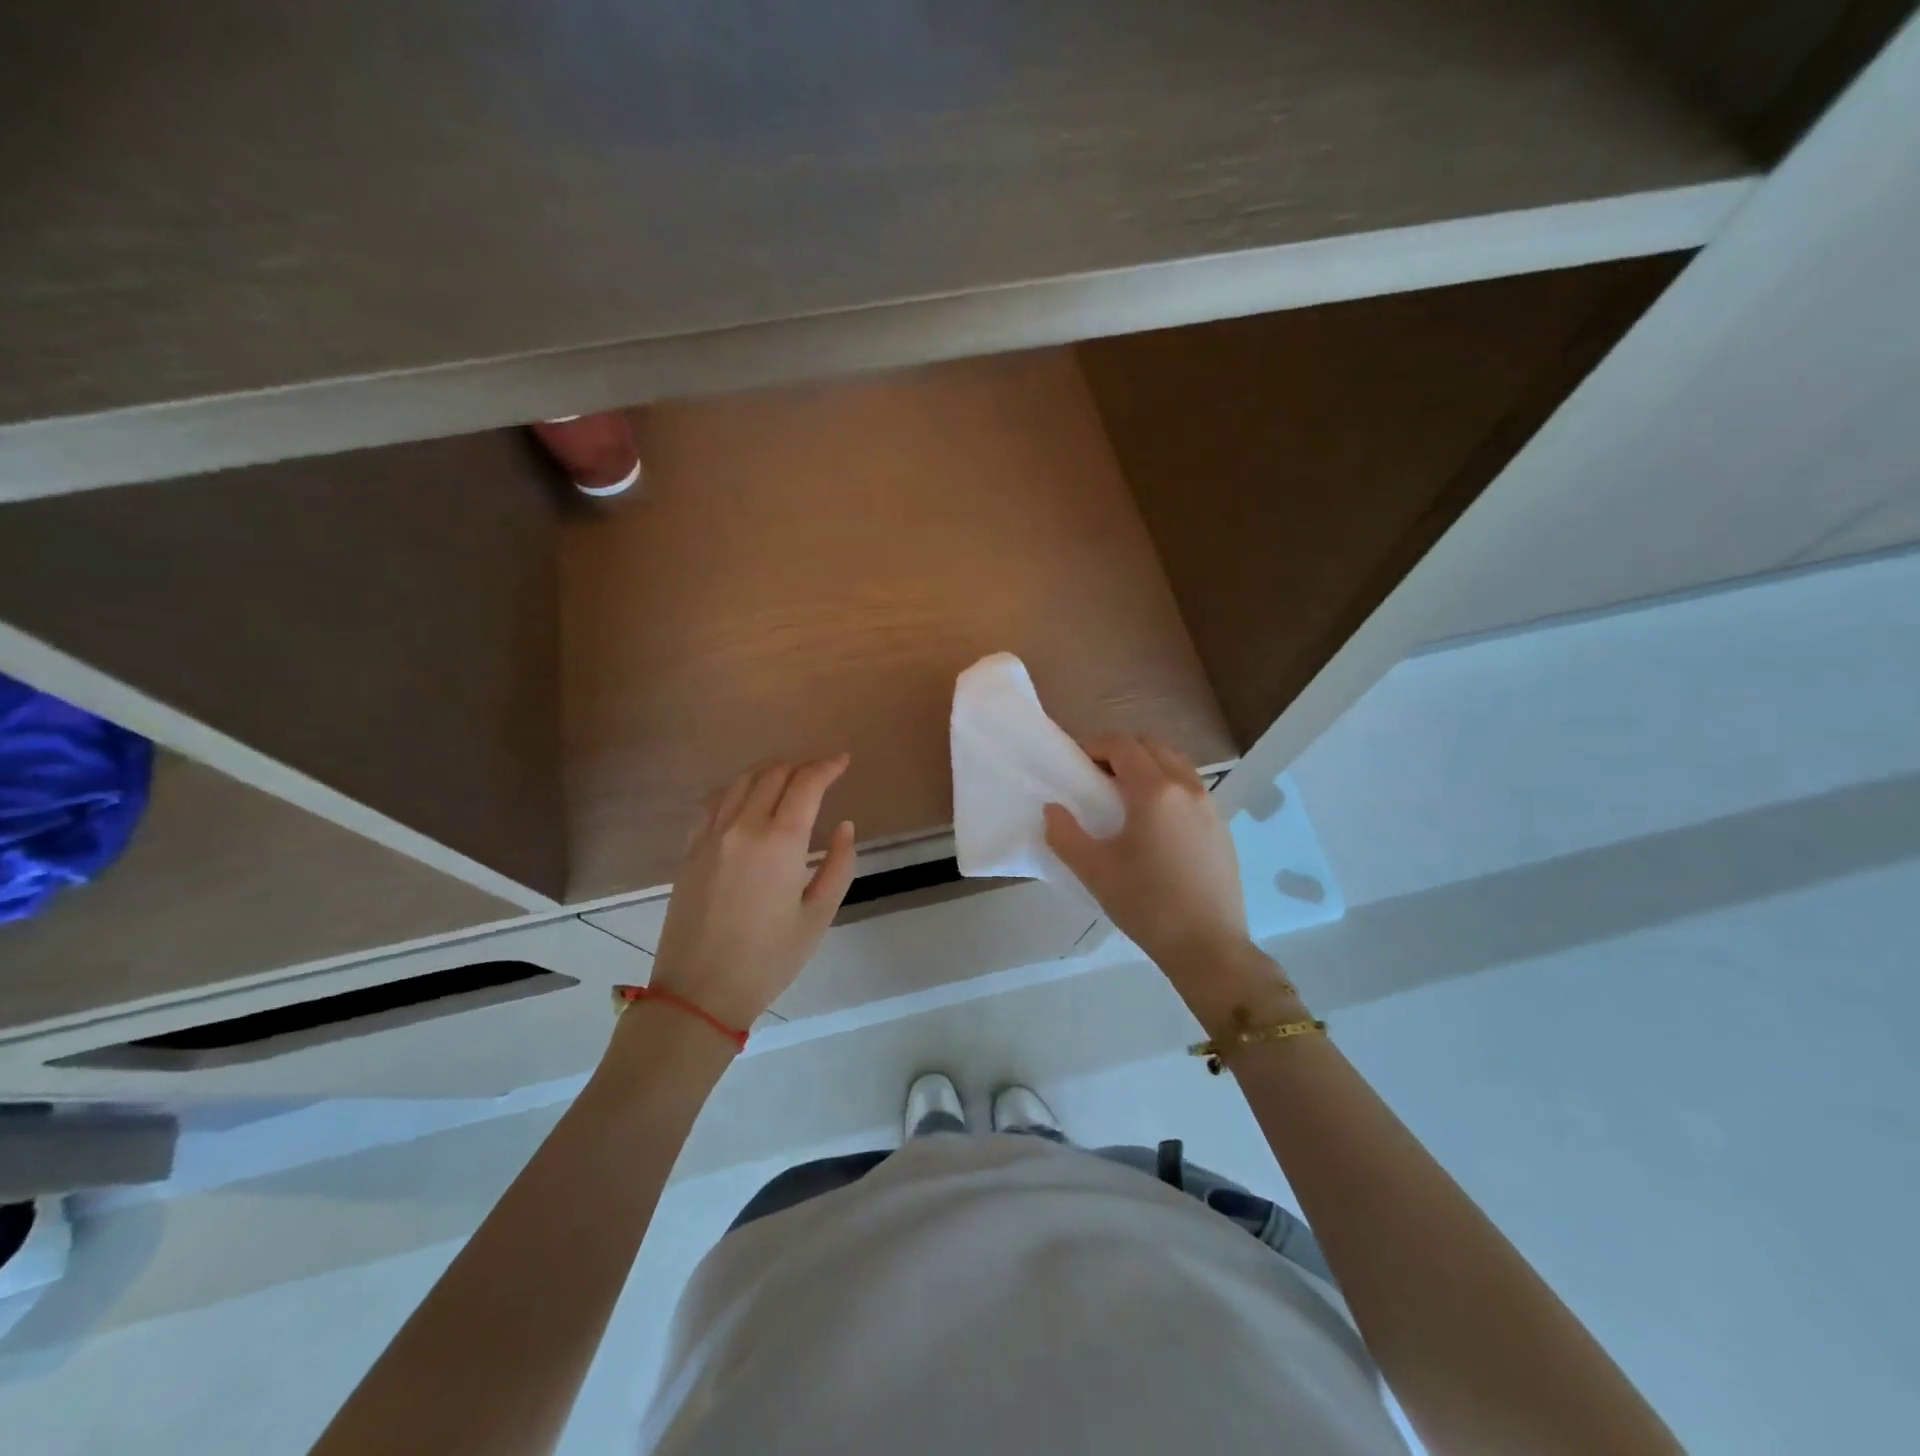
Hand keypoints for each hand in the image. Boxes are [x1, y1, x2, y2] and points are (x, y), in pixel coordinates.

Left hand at [648, 756, 856, 1030]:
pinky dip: (737, 788)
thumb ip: (838, 865)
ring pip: (741, 782)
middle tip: (821, 769)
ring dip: (769, 770)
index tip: (844, 760)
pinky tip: (746, 796)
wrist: (699, 992)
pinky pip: (714, 801)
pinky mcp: (690, 849)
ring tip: (789, 776)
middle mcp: (743, 827)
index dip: (828, 766)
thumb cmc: (768, 959)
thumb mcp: (818, 916)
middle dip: (801, 765)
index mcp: (779, 842)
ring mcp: (711, 835)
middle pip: (773, 775)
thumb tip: (844, 826)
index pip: (806, 784)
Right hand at [1045, 738, 1283, 1022]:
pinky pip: (1192, 788)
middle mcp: (1187, 787)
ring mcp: (1211, 806)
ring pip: (1176, 764)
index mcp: (1154, 791)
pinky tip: (1155, 823)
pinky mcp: (1222, 827)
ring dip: (1148, 766)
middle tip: (1097, 776)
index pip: (1122, 745)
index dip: (1095, 746)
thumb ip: (1065, 834)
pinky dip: (1169, 786)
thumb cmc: (1146, 905)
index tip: (1076, 763)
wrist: (1208, 947)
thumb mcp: (1094, 871)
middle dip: (1121, 751)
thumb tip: (1053, 809)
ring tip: (1125, 797)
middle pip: (1152, 746)